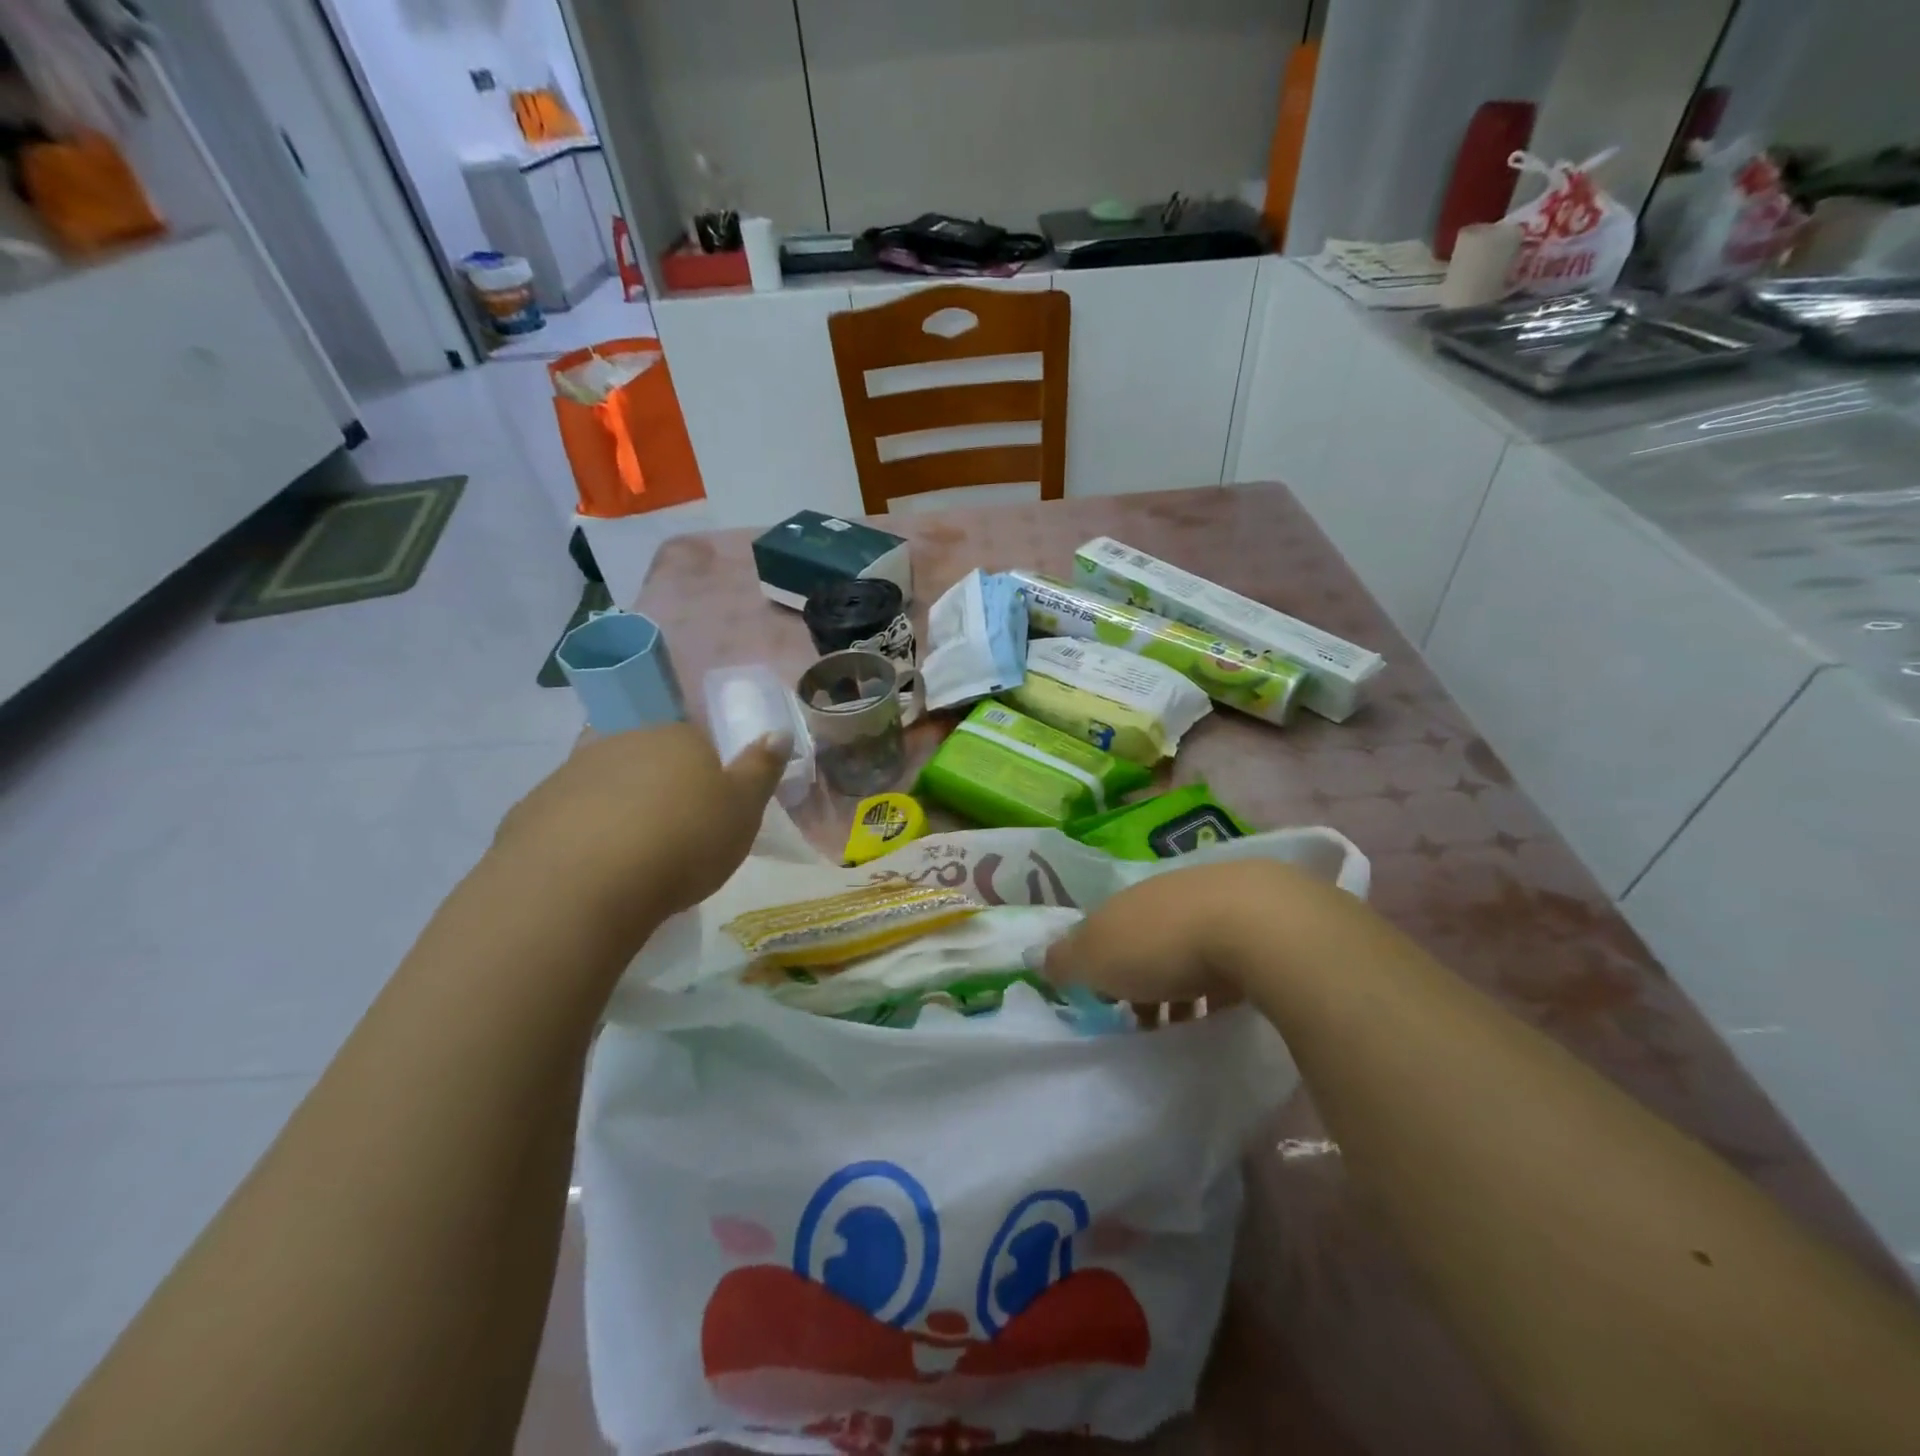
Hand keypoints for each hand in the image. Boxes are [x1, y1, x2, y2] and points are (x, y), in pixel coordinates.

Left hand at [490, 725, 786, 929]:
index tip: (710, 816)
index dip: (706, 777)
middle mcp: (622, 741)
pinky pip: (568, 816)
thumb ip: (761, 769)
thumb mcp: (743, 811)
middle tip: (673, 837)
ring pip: (605, 784)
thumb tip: (776, 730)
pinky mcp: (531, 808)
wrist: (582, 885)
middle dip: (660, 789)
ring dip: (618, 809)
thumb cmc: (682, 842)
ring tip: (631, 858)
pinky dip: (581, 834)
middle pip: (649, 759)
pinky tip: (592, 870)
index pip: (697, 743)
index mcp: (676, 737)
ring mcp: (571, 772)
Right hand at [1044, 859, 1332, 1006]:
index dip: (1097, 964)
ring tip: (1187, 1027)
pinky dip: (1222, 984)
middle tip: (1144, 1021)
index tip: (1103, 1002)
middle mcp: (1169, 892)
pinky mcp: (1263, 921)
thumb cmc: (1163, 944)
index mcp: (1128, 898)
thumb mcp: (1096, 957)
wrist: (1258, 926)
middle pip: (1146, 936)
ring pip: (1189, 946)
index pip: (1103, 928)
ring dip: (1183, 985)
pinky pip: (1230, 958)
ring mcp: (1218, 901)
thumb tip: (1043, 960)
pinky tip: (1226, 1011)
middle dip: (1142, 977)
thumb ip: (1066, 960)